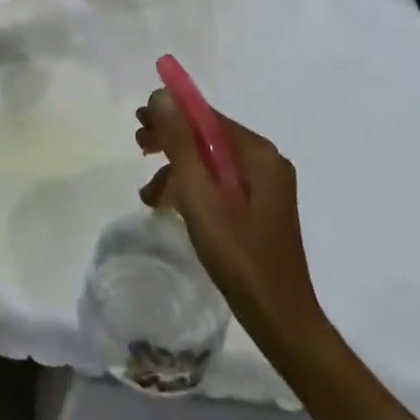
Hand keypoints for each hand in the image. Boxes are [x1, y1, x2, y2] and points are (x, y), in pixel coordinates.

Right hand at [135, 89, 326, 349]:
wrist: (282, 323)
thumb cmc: (239, 256)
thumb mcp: (200, 196)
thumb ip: (180, 143)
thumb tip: (161, 96)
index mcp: (258, 154)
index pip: (207, 116)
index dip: (171, 113)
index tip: (138, 119)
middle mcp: (265, 163)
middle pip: (208, 136)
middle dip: (171, 140)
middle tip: (138, 146)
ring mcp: (264, 188)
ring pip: (210, 162)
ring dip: (176, 170)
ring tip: (148, 193)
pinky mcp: (258, 210)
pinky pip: (218, 185)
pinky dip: (192, 190)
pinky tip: (169, 208)